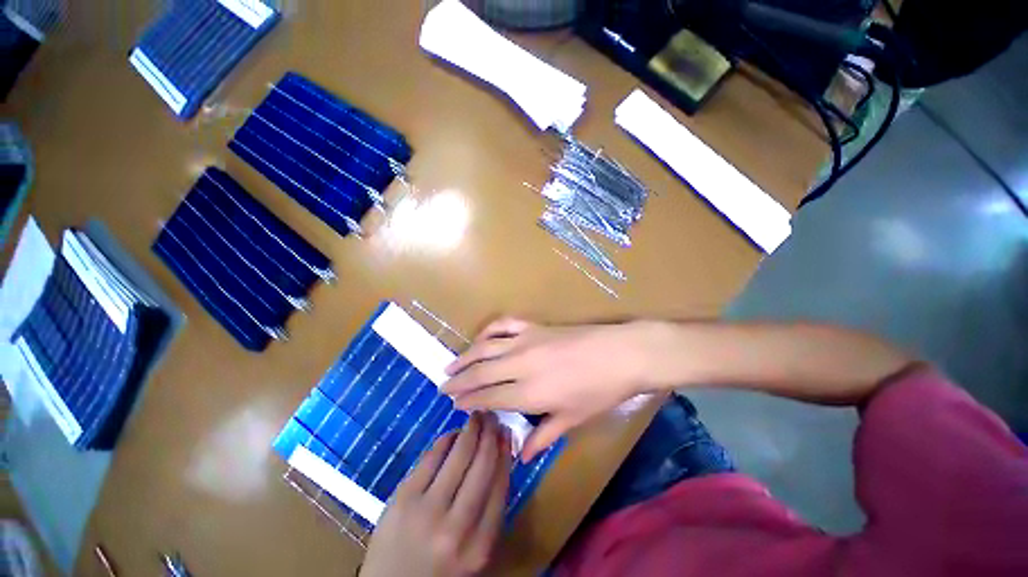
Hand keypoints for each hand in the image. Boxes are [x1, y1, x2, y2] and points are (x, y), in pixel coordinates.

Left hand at [360, 413, 510, 576]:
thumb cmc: (438, 571)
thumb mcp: (473, 553)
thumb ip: (488, 513)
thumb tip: (498, 460)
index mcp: (480, 546)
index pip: (500, 485)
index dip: (505, 452)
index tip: (507, 433)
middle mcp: (457, 528)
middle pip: (482, 466)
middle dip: (491, 435)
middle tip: (493, 417)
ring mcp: (428, 511)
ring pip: (459, 456)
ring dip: (471, 430)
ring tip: (477, 417)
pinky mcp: (404, 498)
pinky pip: (432, 458)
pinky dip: (446, 440)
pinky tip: (452, 433)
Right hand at [443, 318, 653, 461]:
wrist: (621, 353)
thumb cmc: (600, 391)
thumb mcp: (572, 419)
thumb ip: (543, 436)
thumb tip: (520, 455)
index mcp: (529, 392)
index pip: (488, 397)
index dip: (469, 401)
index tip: (454, 404)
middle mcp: (520, 364)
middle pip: (480, 372)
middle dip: (459, 381)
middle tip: (443, 386)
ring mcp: (526, 340)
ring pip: (486, 347)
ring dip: (466, 356)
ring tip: (451, 365)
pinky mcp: (534, 326)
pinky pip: (504, 324)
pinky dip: (489, 330)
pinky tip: (481, 338)